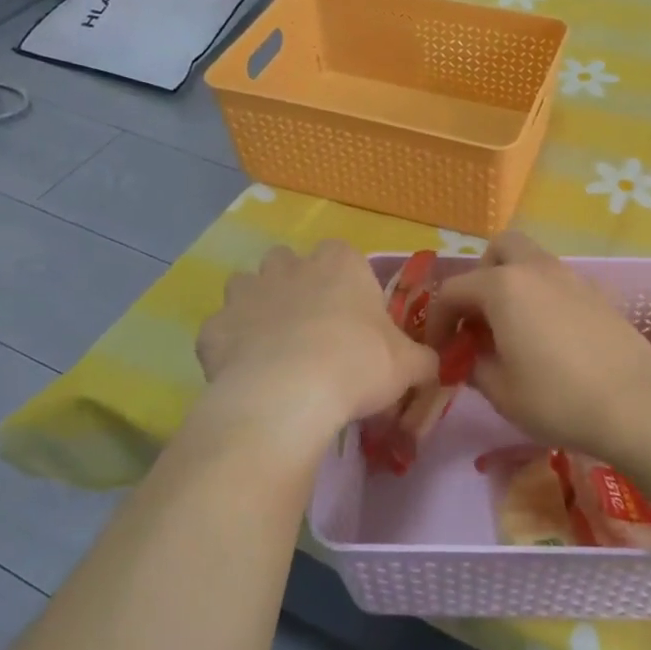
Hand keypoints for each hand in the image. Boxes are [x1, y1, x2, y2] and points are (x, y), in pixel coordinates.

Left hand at [196, 242, 437, 438]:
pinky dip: (231, 346)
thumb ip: (423, 359)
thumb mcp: (408, 365)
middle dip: (295, 284)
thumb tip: (436, 365)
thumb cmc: (358, 365)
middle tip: (312, 327)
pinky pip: (222, 330)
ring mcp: (246, 293)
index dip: (347, 282)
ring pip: (246, 286)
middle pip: (287, 262)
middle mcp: (289, 266)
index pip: (342, 254)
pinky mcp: (214, 328)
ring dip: (257, 307)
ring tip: (274, 347)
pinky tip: (245, 374)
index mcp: (339, 264)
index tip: (354, 315)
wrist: (289, 395)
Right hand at [425, 232, 650, 454]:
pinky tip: (550, 339)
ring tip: (513, 332)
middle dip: (480, 278)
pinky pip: (557, 282)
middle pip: (498, 250)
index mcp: (503, 286)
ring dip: (512, 286)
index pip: (453, 290)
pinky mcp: (598, 293)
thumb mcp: (500, 391)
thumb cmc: (557, 399)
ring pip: (531, 262)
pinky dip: (542, 297)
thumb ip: (473, 365)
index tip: (440, 350)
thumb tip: (466, 356)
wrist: (637, 406)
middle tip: (480, 320)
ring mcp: (572, 277)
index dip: (438, 320)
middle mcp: (536, 269)